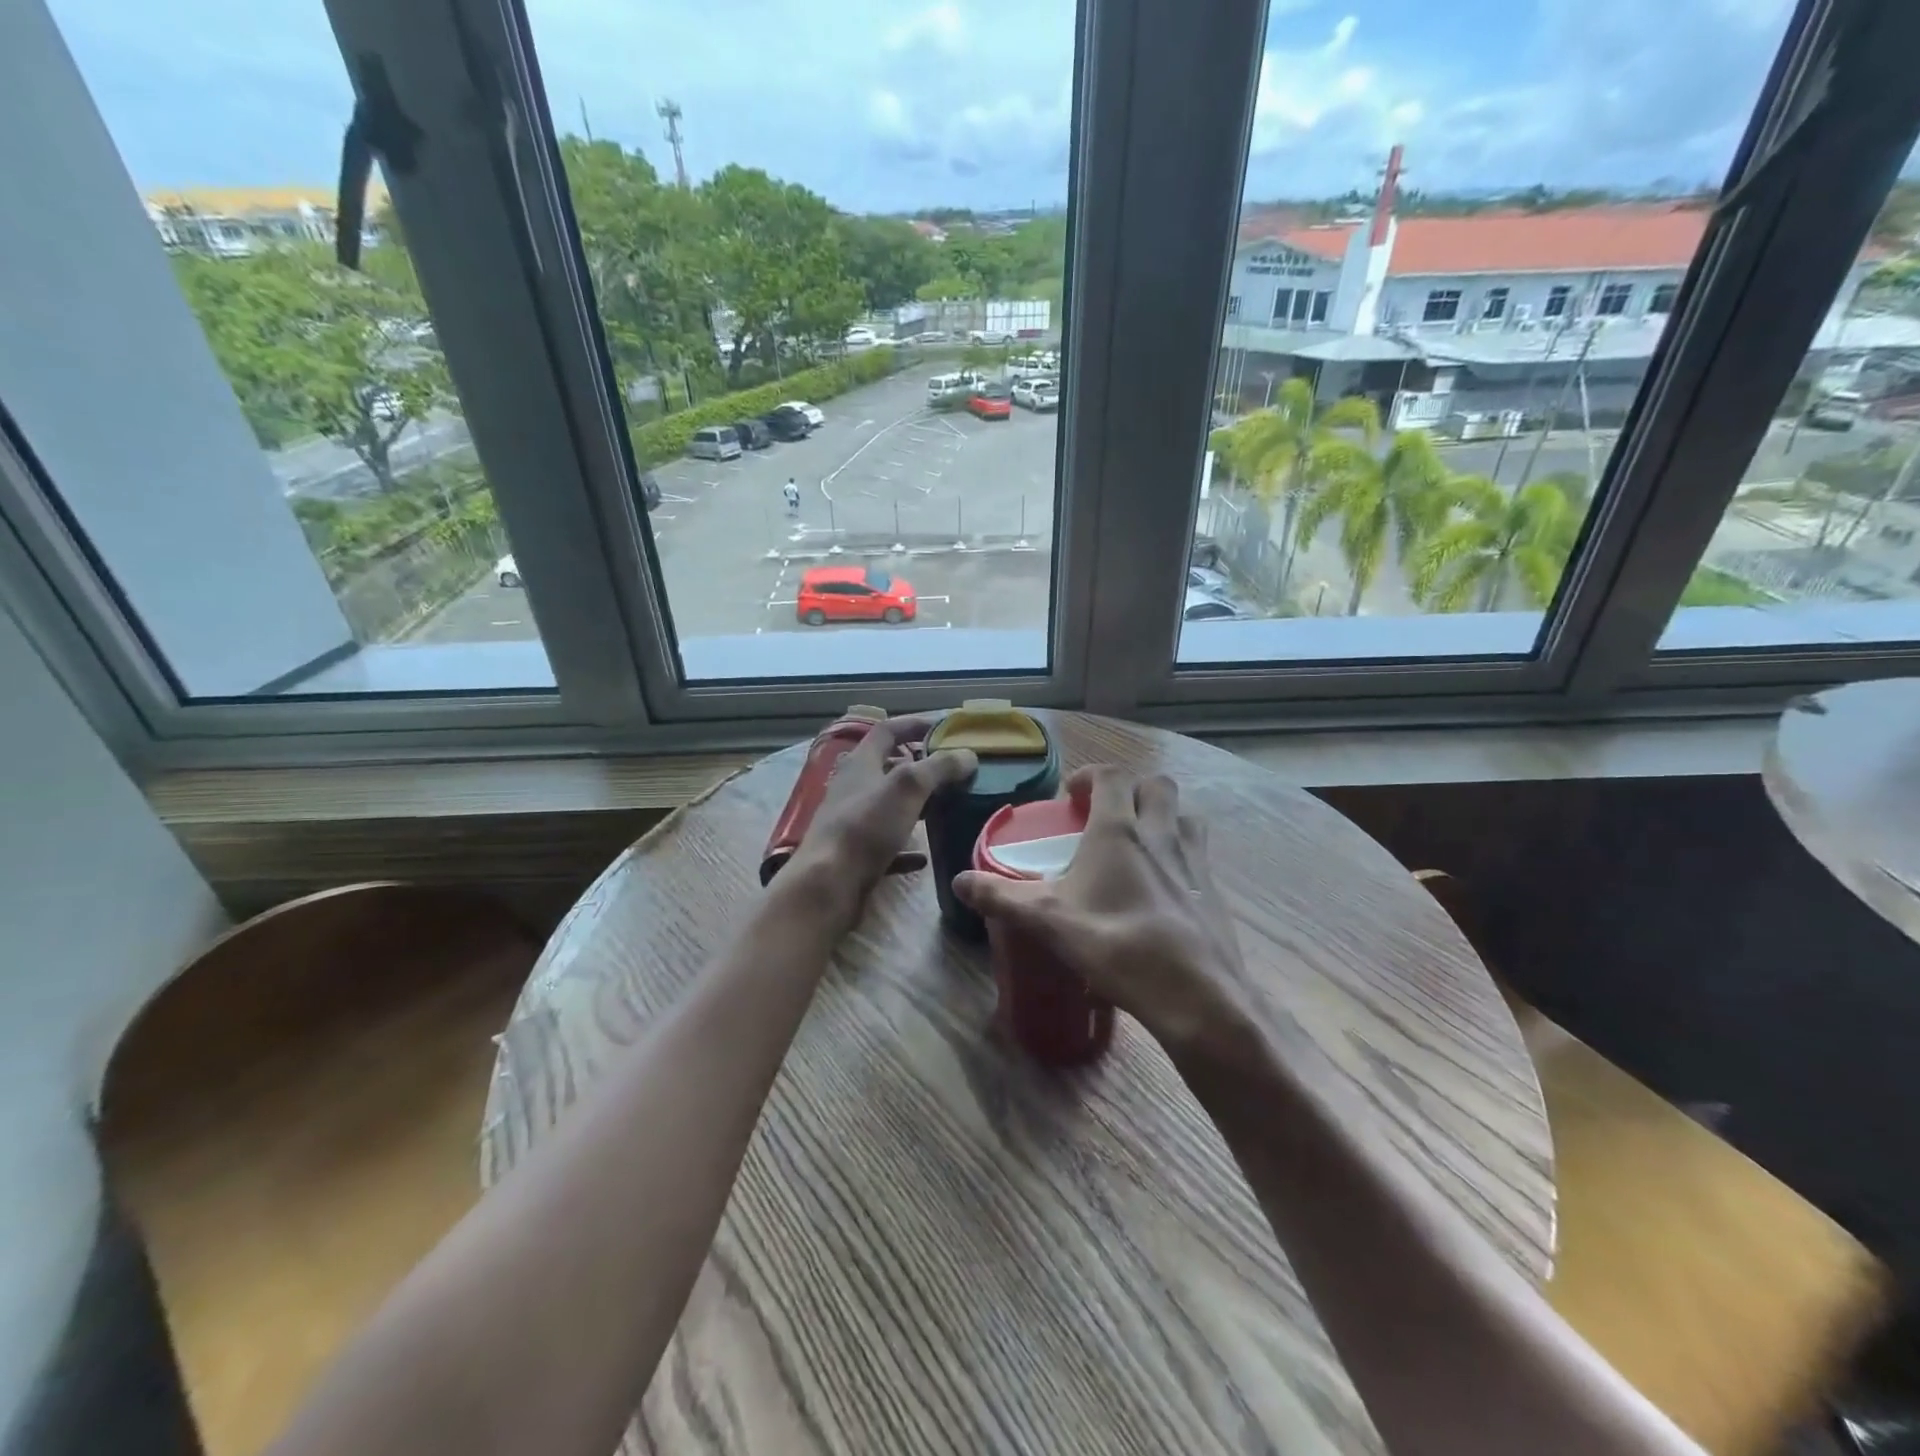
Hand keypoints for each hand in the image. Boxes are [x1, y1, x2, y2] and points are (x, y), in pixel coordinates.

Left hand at [788, 714, 976, 907]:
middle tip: (950, 771)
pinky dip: (907, 847)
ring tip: (945, 808)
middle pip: (887, 768)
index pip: (887, 731)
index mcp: (861, 763)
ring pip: (888, 806)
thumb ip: (939, 768)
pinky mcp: (855, 855)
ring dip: (914, 805)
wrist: (828, 885)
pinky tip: (925, 856)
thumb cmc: (866, 826)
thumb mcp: (908, 787)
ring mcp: (852, 823)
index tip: (943, 727)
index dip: (914, 724)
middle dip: (919, 767)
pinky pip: (887, 845)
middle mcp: (853, 788)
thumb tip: (968, 754)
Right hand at [952, 766, 1253, 1057]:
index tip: (1071, 795)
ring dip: (1161, 816)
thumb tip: (960, 882)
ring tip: (1136, 844)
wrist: (1196, 994)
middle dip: (1130, 789)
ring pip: (1184, 815)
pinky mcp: (1213, 892)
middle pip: (1156, 785)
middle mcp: (1161, 834)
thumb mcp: (1050, 921)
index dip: (1090, 775)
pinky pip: (1197, 854)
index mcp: (1119, 830)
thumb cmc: (1118, 945)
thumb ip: (1002, 897)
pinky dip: (1178, 855)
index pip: (1111, 775)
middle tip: (1105, 814)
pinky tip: (1159, 891)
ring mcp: (1194, 861)